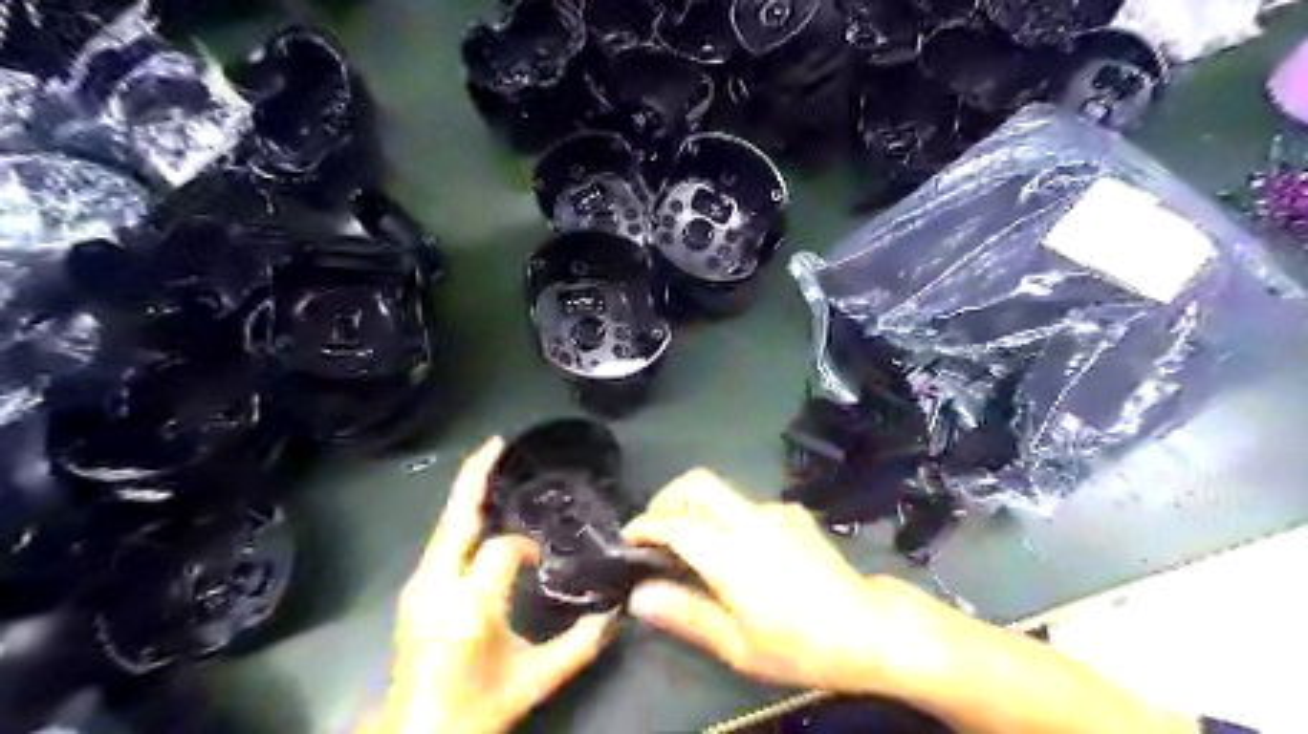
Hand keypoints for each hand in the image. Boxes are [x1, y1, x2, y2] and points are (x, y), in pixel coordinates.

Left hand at [360, 439, 620, 732]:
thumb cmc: (476, 708)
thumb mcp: (535, 679)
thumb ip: (581, 644)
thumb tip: (616, 614)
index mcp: (468, 606)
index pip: (503, 549)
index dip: (526, 549)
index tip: (543, 565)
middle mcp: (435, 586)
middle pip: (456, 515)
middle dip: (476, 475)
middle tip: (497, 443)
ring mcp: (417, 585)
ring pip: (445, 524)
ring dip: (469, 493)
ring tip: (492, 466)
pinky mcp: (412, 589)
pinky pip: (441, 540)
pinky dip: (461, 517)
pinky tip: (478, 511)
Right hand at [622, 473, 951, 695]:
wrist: (869, 628)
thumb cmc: (800, 645)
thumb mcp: (737, 645)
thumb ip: (685, 613)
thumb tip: (638, 596)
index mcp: (729, 552)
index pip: (673, 524)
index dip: (644, 526)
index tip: (627, 539)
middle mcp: (749, 519)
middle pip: (696, 483)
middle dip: (667, 497)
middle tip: (655, 528)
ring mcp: (775, 511)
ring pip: (722, 490)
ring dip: (696, 505)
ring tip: (689, 541)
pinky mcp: (793, 513)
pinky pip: (749, 504)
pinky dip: (728, 515)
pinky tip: (737, 547)